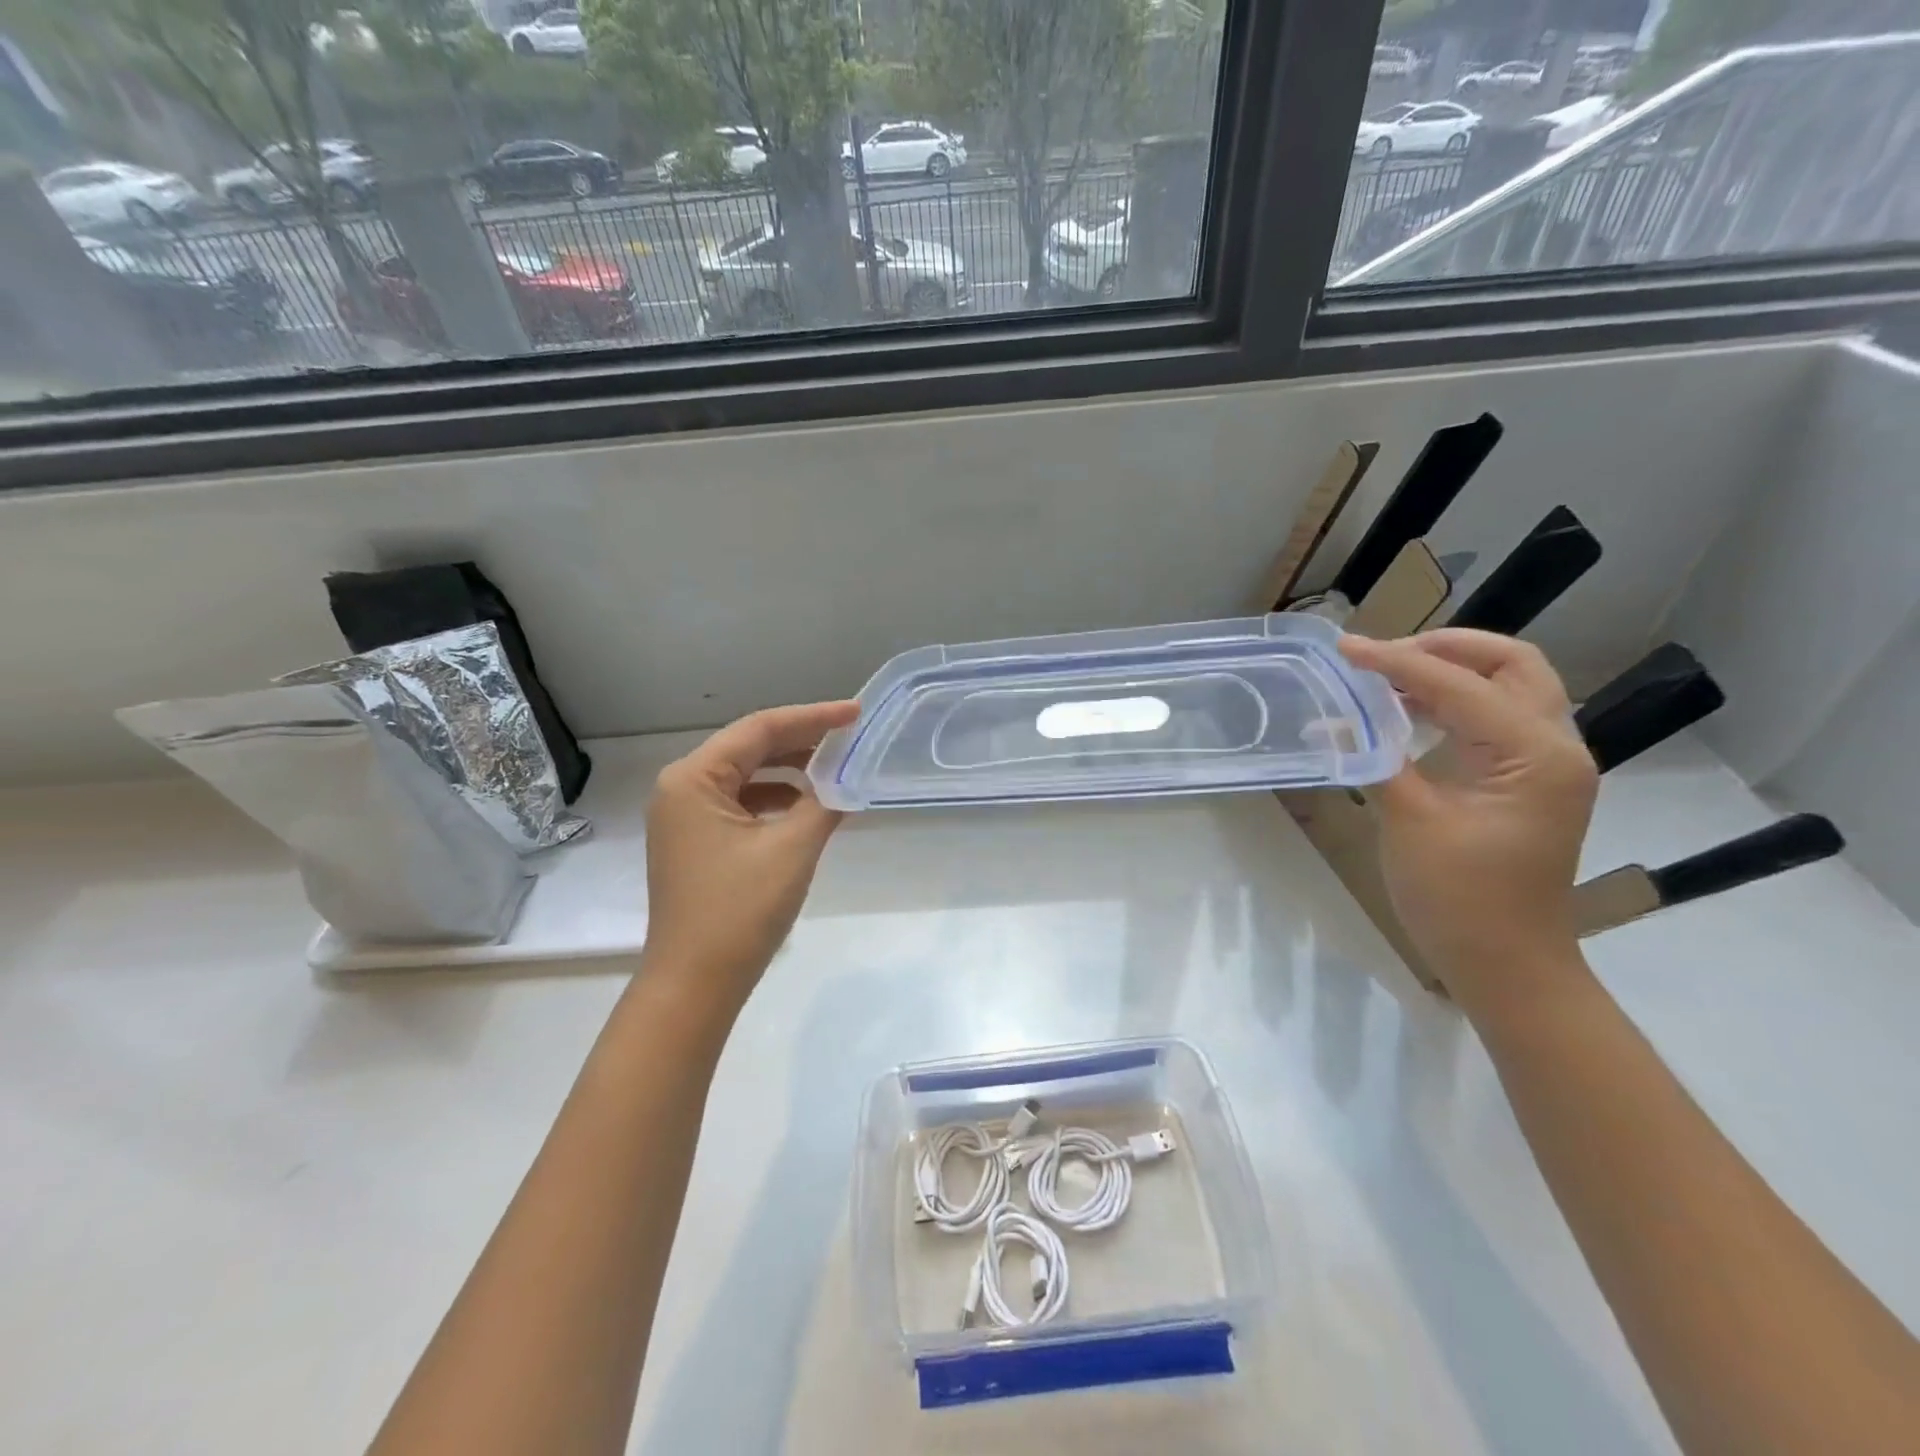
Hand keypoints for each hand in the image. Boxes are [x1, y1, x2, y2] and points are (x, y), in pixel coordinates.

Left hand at [642, 700, 859, 1008]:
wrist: (696, 984)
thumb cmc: (740, 910)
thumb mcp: (792, 849)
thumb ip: (825, 803)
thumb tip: (848, 780)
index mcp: (693, 778)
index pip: (760, 729)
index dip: (812, 718)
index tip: (855, 713)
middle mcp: (680, 788)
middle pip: (749, 748)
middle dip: (802, 741)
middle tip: (850, 736)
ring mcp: (684, 817)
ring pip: (746, 776)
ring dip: (790, 770)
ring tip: (835, 769)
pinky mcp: (695, 842)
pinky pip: (740, 804)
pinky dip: (775, 800)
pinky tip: (808, 807)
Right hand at [1339, 631, 1597, 1010]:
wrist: (1506, 964)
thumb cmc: (1460, 899)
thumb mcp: (1411, 822)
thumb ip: (1376, 758)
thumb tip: (1332, 719)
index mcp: (1536, 756)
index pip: (1462, 686)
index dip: (1398, 662)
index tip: (1345, 648)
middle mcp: (1556, 748)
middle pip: (1512, 665)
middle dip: (1447, 648)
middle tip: (1383, 655)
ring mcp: (1547, 764)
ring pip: (1509, 687)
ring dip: (1450, 672)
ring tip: (1386, 677)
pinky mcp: (1527, 781)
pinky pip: (1495, 718)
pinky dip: (1453, 702)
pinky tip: (1407, 712)